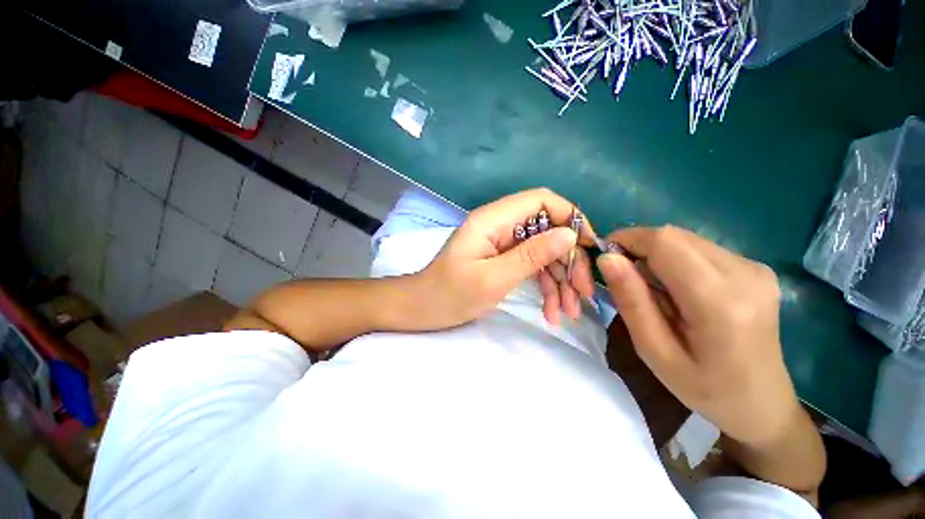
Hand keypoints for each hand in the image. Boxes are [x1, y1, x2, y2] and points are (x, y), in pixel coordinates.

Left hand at [410, 188, 596, 328]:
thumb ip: (531, 255)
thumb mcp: (493, 279)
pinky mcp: (503, 259)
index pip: (541, 200)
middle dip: (569, 261)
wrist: (422, 309)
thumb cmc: (450, 295)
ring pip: (544, 252)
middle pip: (547, 230)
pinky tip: (552, 313)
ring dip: (560, 280)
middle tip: (583, 294)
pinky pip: (532, 267)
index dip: (569, 217)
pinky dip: (545, 287)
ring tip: (569, 312)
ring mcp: (503, 244)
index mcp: (493, 220)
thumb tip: (569, 235)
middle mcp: (500, 225)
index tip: (588, 247)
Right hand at [596, 226, 800, 446]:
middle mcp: (744, 273)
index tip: (605, 258)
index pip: (665, 242)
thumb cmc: (705, 389)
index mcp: (720, 301)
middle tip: (626, 281)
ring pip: (684, 240)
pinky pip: (699, 249)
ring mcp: (754, 268)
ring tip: (654, 292)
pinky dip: (675, 261)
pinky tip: (678, 290)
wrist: (763, 404)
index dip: (627, 240)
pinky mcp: (754, 268)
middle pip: (674, 236)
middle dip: (639, 249)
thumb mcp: (654, 352)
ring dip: (657, 257)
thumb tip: (607, 259)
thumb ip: (631, 301)